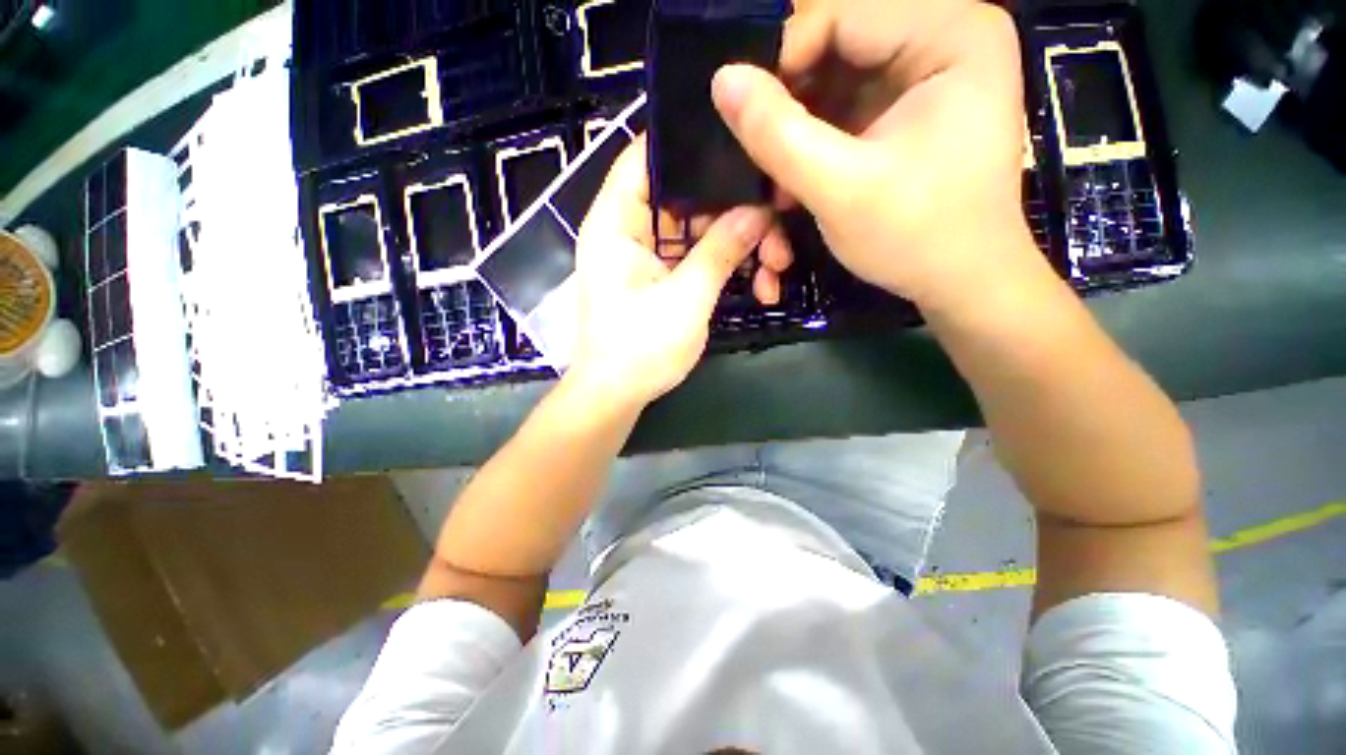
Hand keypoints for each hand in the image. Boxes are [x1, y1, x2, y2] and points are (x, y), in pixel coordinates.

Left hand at [567, 137, 771, 408]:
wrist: (617, 396)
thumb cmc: (640, 349)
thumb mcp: (686, 298)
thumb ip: (720, 250)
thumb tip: (758, 211)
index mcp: (616, 223)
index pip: (645, 157)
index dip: (688, 143)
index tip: (740, 142)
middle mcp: (628, 231)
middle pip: (684, 196)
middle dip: (732, 210)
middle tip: (777, 224)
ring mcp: (646, 257)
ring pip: (697, 231)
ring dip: (736, 245)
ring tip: (775, 267)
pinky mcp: (660, 279)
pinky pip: (695, 258)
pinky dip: (723, 267)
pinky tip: (758, 285)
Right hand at [712, 0, 1047, 316]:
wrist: (962, 281)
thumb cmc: (916, 236)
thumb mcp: (840, 188)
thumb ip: (778, 134)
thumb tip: (722, 79)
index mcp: (951, 33)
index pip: (840, 15)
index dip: (781, 63)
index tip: (744, 120)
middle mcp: (946, 36)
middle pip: (837, 46)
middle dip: (790, 106)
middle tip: (759, 157)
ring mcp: (929, 72)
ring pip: (836, 79)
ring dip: (798, 130)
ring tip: (777, 178)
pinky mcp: (912, 107)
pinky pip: (848, 107)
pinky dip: (815, 141)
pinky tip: (799, 179)